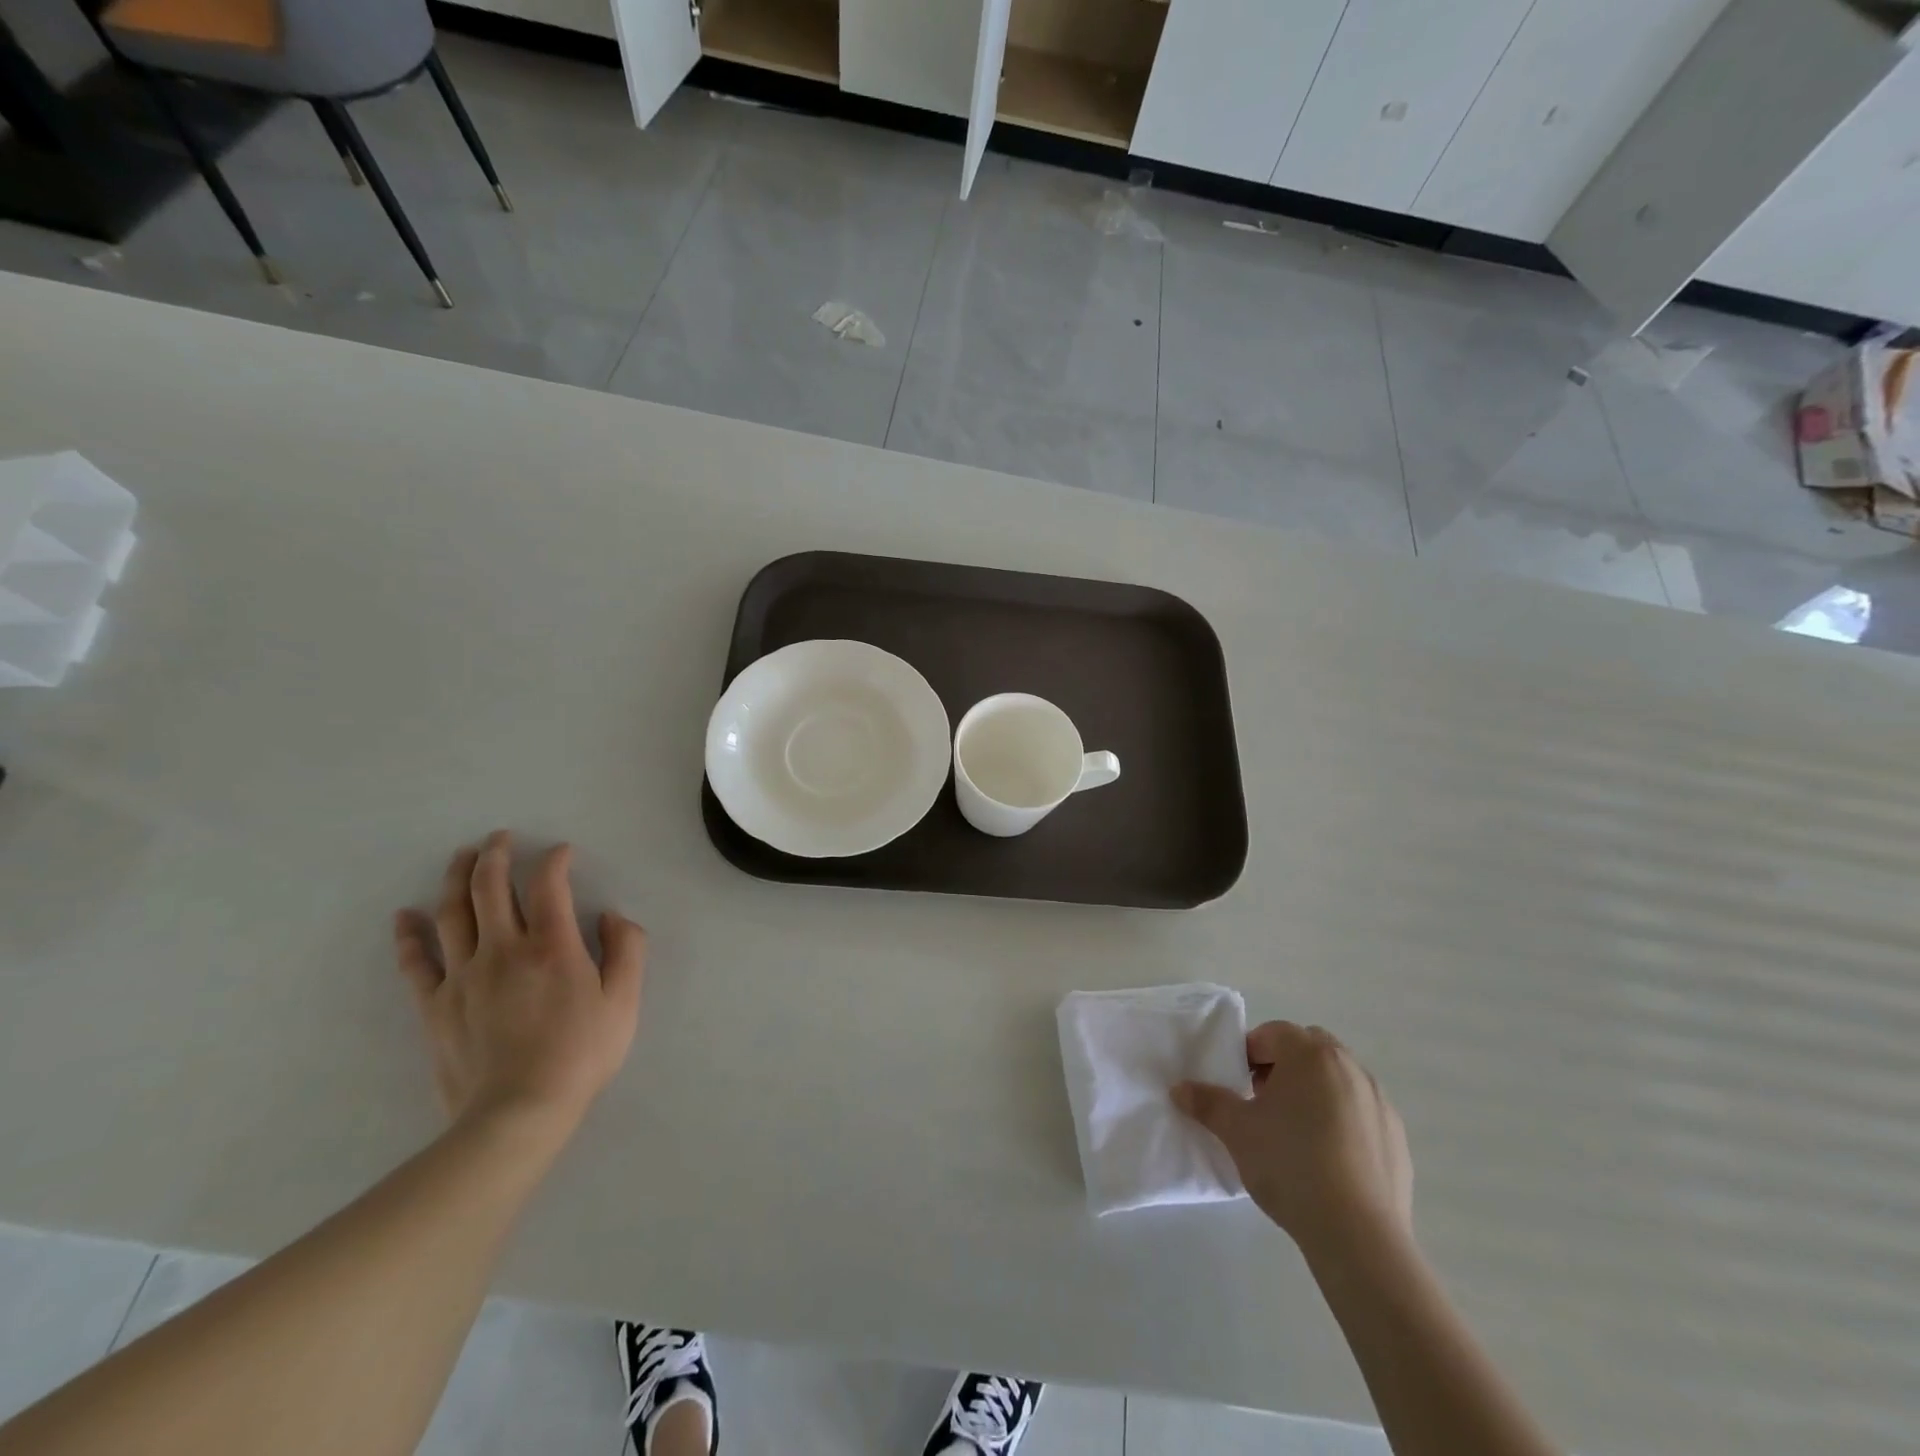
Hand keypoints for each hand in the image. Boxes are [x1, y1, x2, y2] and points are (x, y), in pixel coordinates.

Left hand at [395, 831, 646, 1135]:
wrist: (518, 1113)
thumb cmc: (581, 1054)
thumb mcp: (625, 1001)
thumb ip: (627, 949)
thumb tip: (611, 916)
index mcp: (552, 946)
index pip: (548, 884)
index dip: (554, 859)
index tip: (561, 852)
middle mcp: (503, 949)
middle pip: (489, 888)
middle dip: (494, 854)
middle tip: (498, 837)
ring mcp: (463, 976)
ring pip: (452, 914)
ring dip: (455, 878)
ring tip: (460, 857)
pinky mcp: (435, 1005)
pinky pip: (416, 962)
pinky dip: (409, 935)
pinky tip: (405, 916)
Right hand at [1173, 1021, 1411, 1259]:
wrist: (1357, 1234)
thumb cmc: (1289, 1164)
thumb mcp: (1236, 1131)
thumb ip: (1207, 1102)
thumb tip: (1180, 1089)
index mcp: (1310, 1054)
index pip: (1273, 1033)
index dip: (1250, 1053)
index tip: (1239, 1084)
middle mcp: (1349, 1066)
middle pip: (1310, 1049)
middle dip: (1285, 1066)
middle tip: (1264, 1102)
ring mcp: (1379, 1101)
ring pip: (1338, 1080)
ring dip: (1315, 1091)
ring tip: (1295, 1133)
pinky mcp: (1397, 1137)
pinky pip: (1361, 1113)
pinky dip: (1342, 1121)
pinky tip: (1327, 1160)